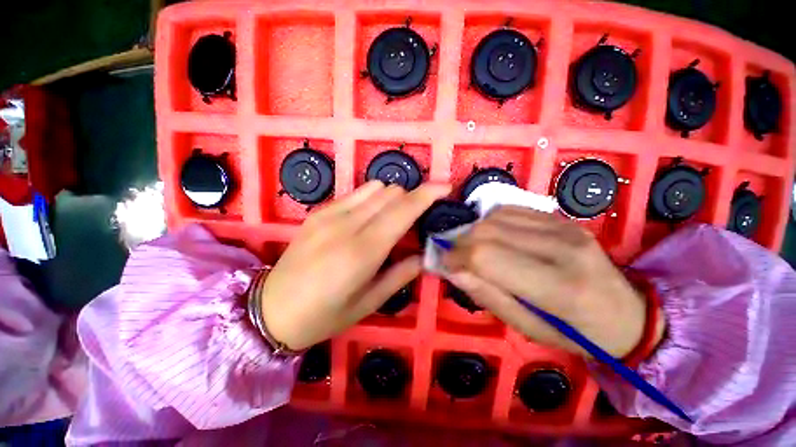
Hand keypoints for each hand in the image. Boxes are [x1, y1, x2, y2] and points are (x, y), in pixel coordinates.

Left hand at [259, 181, 450, 350]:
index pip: (403, 209)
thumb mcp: (369, 303)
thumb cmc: (324, 315)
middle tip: (414, 219)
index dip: (428, 194)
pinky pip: (356, 193)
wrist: (270, 309)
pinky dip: (371, 199)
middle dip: (411, 199)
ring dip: (391, 198)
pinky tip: (367, 219)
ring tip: (391, 218)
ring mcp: (330, 214)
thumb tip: (423, 254)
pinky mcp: (318, 212)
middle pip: (391, 192)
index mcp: (363, 251)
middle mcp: (347, 224)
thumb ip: (401, 274)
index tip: (445, 188)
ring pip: (375, 187)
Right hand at [442, 207, 663, 357]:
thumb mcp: (528, 328)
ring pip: (496, 216)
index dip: (457, 256)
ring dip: (474, 231)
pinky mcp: (561, 218)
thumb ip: (487, 296)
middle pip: (488, 231)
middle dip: (460, 241)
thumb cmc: (575, 332)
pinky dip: (491, 221)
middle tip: (453, 256)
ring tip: (472, 248)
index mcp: (558, 287)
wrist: (626, 312)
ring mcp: (564, 226)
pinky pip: (511, 209)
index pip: (487, 256)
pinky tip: (492, 235)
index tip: (443, 263)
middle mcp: (562, 247)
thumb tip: (453, 270)